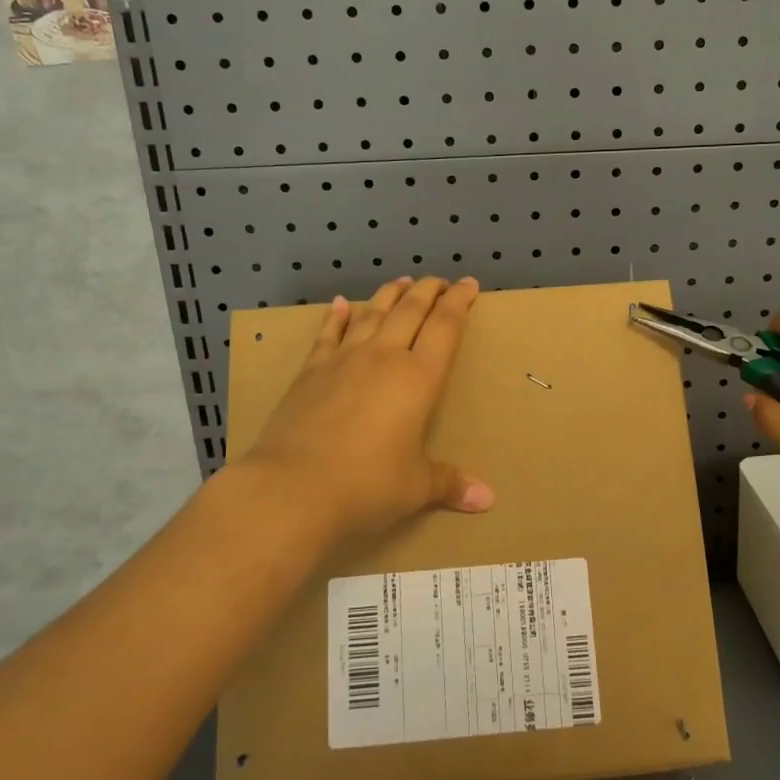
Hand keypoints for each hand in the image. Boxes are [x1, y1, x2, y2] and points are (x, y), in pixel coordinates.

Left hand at [242, 276, 493, 544]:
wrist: (292, 488)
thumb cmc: (367, 486)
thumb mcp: (415, 487)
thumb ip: (450, 483)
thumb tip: (487, 499)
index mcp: (418, 378)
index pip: (445, 327)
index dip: (459, 302)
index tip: (469, 284)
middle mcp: (383, 358)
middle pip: (410, 311)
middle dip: (428, 291)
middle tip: (439, 280)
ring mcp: (343, 361)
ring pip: (372, 314)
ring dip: (389, 295)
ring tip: (401, 282)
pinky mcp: (310, 372)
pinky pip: (328, 334)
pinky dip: (337, 316)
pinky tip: (340, 303)